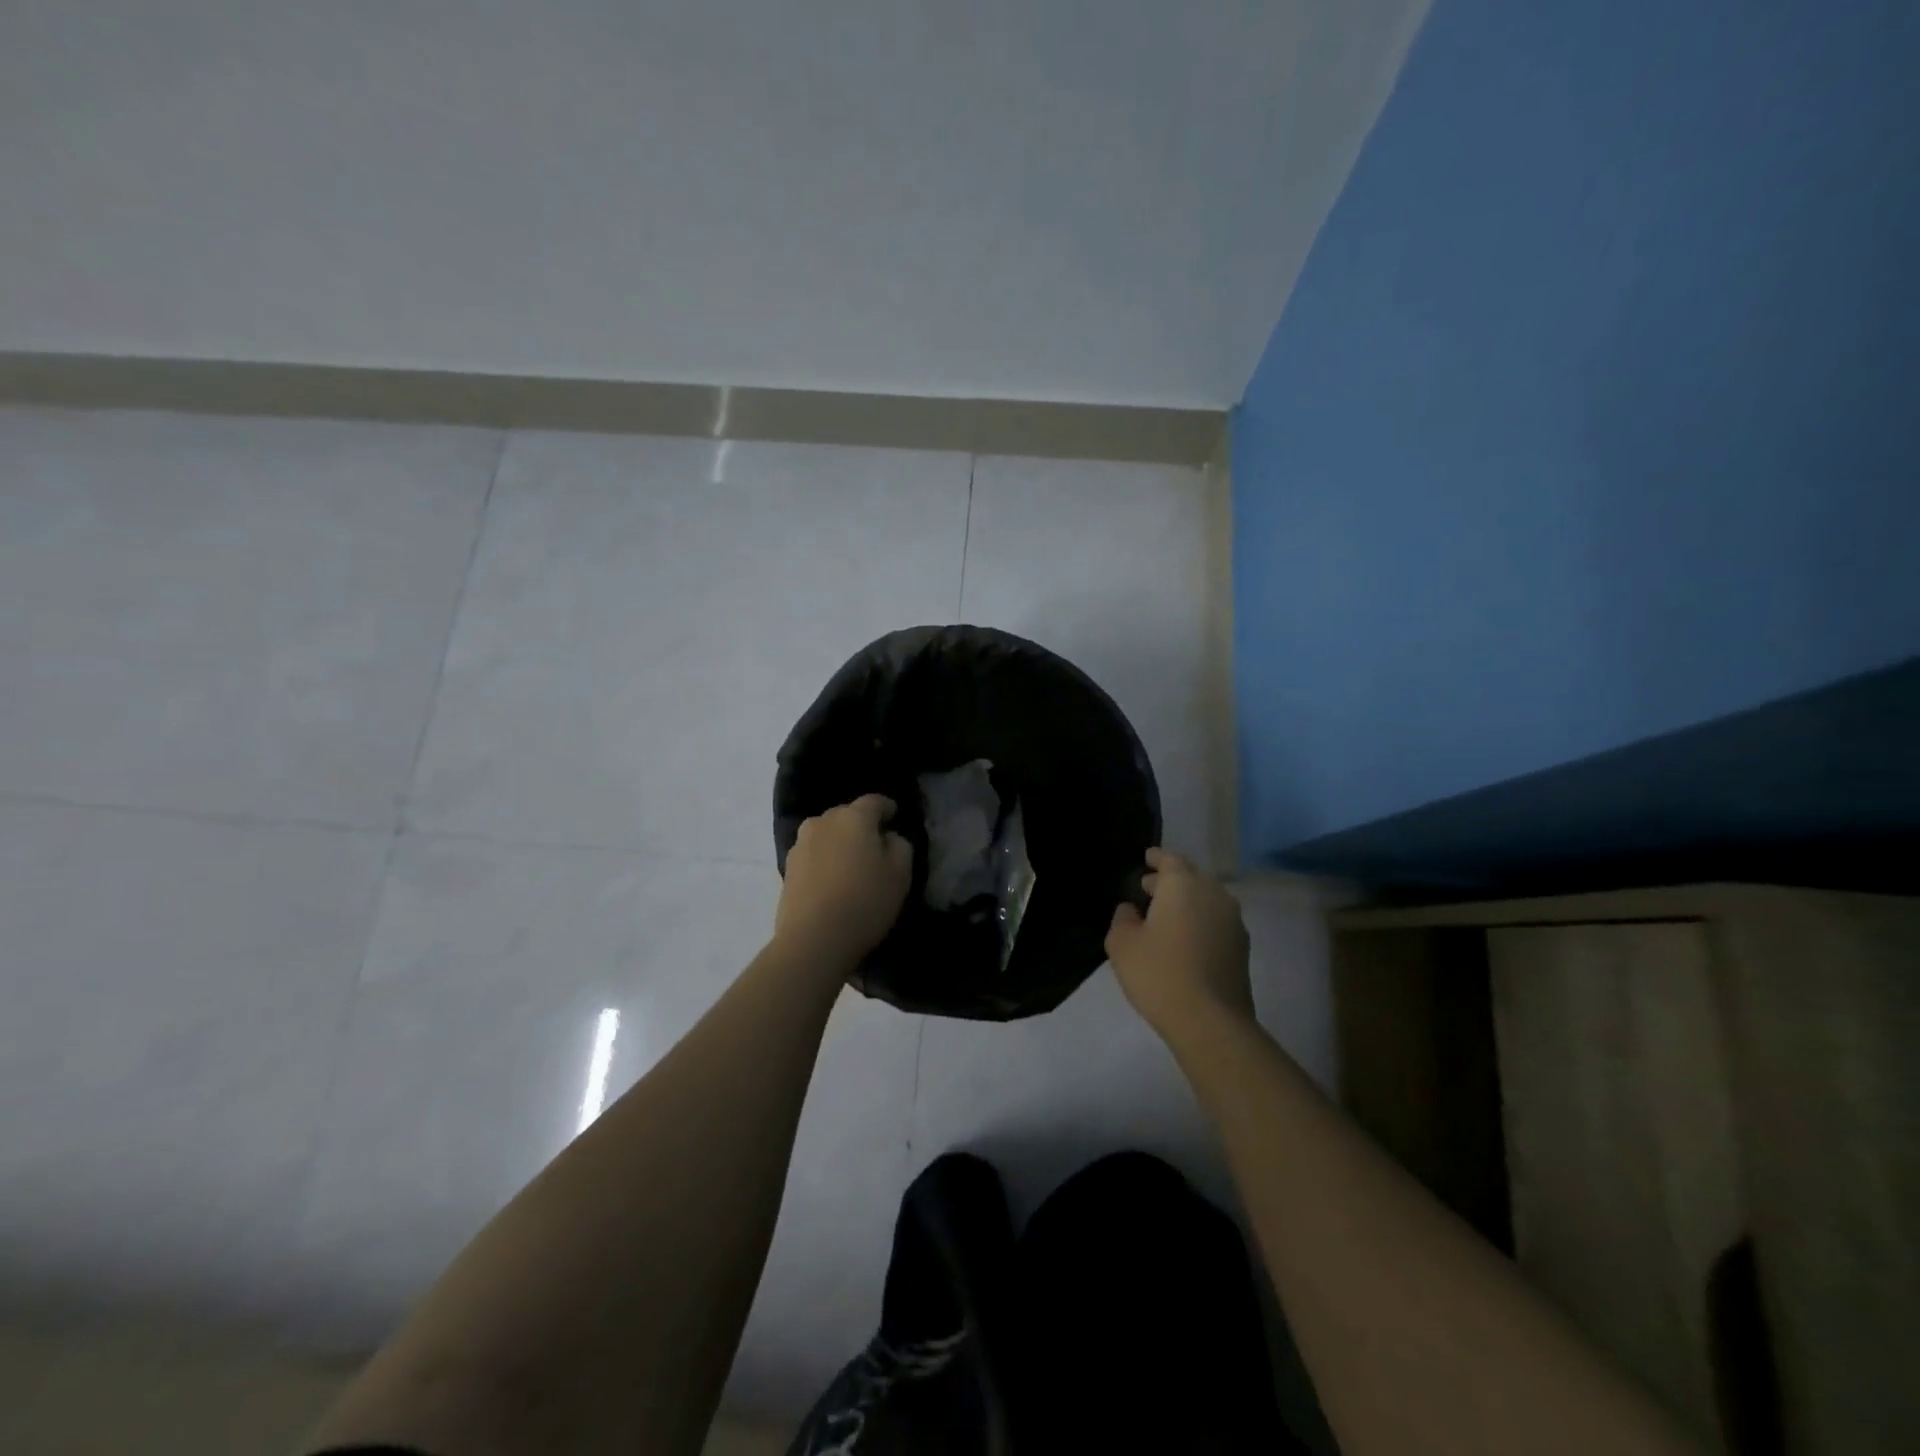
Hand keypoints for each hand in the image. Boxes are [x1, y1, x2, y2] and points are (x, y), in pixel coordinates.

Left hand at [775, 794, 913, 966]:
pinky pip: (813, 855)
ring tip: (851, 865)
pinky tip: (832, 881)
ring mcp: (801, 844)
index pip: (874, 801)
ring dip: (840, 843)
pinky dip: (825, 861)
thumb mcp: (900, 873)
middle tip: (875, 847)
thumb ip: (900, 845)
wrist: (813, 940)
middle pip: (847, 815)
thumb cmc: (865, 902)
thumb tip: (888, 838)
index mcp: (853, 817)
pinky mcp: (788, 868)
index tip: (895, 818)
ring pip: (827, 834)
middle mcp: (823, 822)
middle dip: (862, 826)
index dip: (887, 808)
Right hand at [1106, 848, 1253, 1045]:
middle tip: (1148, 889)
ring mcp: (1233, 921)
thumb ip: (1122, 918)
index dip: (1156, 858)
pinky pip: (1216, 921)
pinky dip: (1200, 922)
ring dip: (1187, 902)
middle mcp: (1213, 894)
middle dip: (1170, 881)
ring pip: (1206, 899)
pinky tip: (1185, 940)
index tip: (1146, 858)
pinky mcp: (1242, 947)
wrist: (1210, 1021)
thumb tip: (1131, 910)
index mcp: (1183, 884)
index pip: (1170, 859)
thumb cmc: (1159, 973)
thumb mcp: (1122, 943)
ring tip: (1165, 917)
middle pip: (1191, 877)